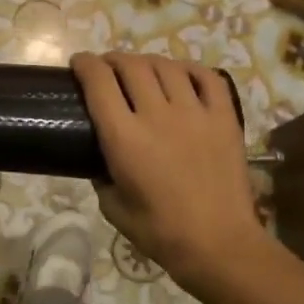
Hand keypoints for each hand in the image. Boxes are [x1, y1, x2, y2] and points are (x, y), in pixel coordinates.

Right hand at [72, 52, 261, 289]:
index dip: (85, 65)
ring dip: (147, 62)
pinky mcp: (224, 118)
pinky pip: (207, 78)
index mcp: (124, 138)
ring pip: (166, 67)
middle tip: (108, 68)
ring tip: (142, 70)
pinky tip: (181, 74)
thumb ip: (102, 178)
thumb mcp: (113, 208)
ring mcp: (195, 113)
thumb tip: (100, 162)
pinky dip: (189, 69)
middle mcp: (157, 115)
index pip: (98, 82)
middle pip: (131, 66)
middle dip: (113, 59)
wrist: (218, 243)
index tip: (79, 64)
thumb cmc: (159, 232)